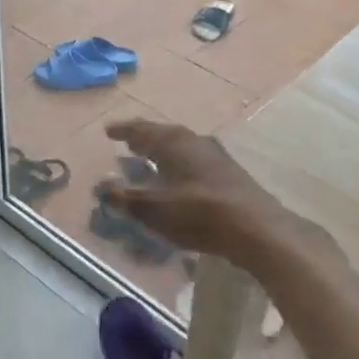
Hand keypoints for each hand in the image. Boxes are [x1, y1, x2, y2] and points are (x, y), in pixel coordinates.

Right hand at [104, 119, 312, 264]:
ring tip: (151, 161)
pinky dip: (180, 167)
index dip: (124, 131)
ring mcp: (216, 156)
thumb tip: (102, 187)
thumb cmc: (198, 213)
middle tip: (129, 144)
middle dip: (145, 140)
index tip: (109, 132)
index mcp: (173, 142)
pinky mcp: (230, 175)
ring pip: (182, 148)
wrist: (256, 228)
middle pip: (164, 135)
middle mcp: (194, 141)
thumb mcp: (154, 209)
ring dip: (164, 153)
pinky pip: (195, 163)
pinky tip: (180, 181)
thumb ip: (126, 198)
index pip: (142, 130)